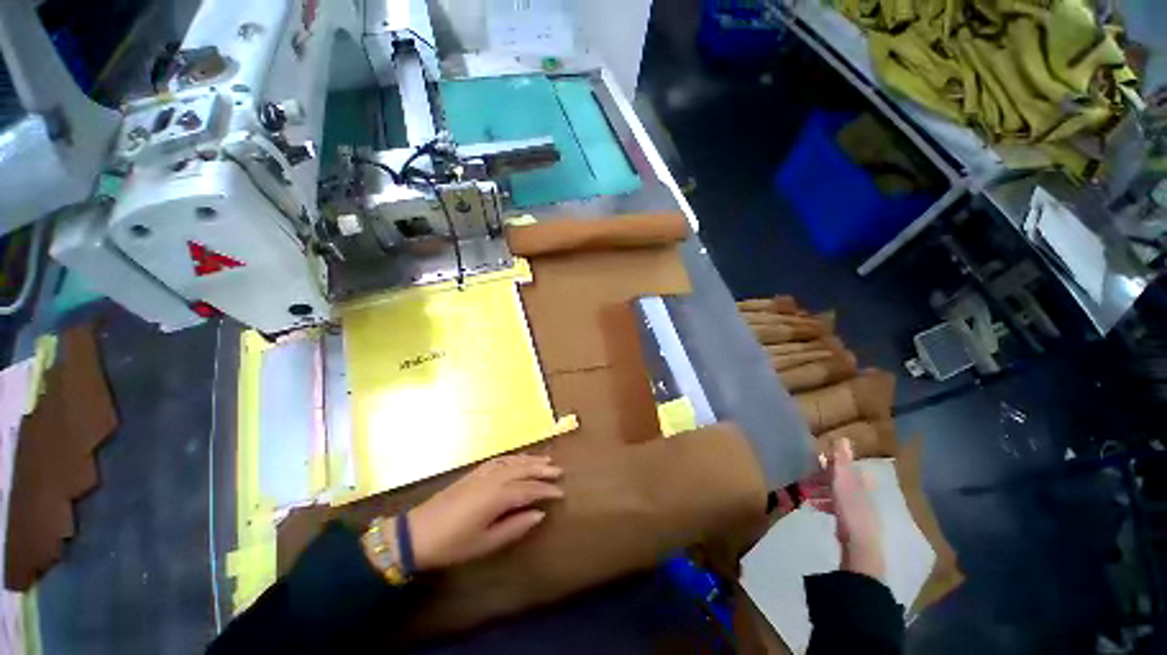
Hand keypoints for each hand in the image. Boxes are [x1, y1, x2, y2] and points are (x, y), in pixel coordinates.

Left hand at [407, 454, 563, 570]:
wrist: (417, 533)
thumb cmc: (453, 544)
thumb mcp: (486, 543)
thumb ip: (515, 527)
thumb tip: (539, 514)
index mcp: (498, 496)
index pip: (529, 489)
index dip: (546, 490)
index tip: (561, 492)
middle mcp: (494, 479)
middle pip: (524, 470)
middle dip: (542, 469)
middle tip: (559, 471)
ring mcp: (483, 473)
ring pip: (513, 461)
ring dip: (530, 460)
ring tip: (546, 459)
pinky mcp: (474, 473)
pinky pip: (500, 460)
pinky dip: (513, 457)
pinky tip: (519, 459)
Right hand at [809, 439, 883, 580]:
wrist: (859, 546)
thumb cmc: (852, 510)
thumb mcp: (844, 482)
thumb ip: (843, 462)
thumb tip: (843, 438)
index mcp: (863, 484)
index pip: (850, 468)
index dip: (836, 463)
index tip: (819, 461)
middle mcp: (863, 495)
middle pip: (842, 481)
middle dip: (823, 478)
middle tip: (806, 478)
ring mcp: (857, 510)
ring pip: (837, 494)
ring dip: (821, 491)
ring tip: (806, 493)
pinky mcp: (849, 523)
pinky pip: (834, 507)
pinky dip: (824, 504)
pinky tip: (813, 507)